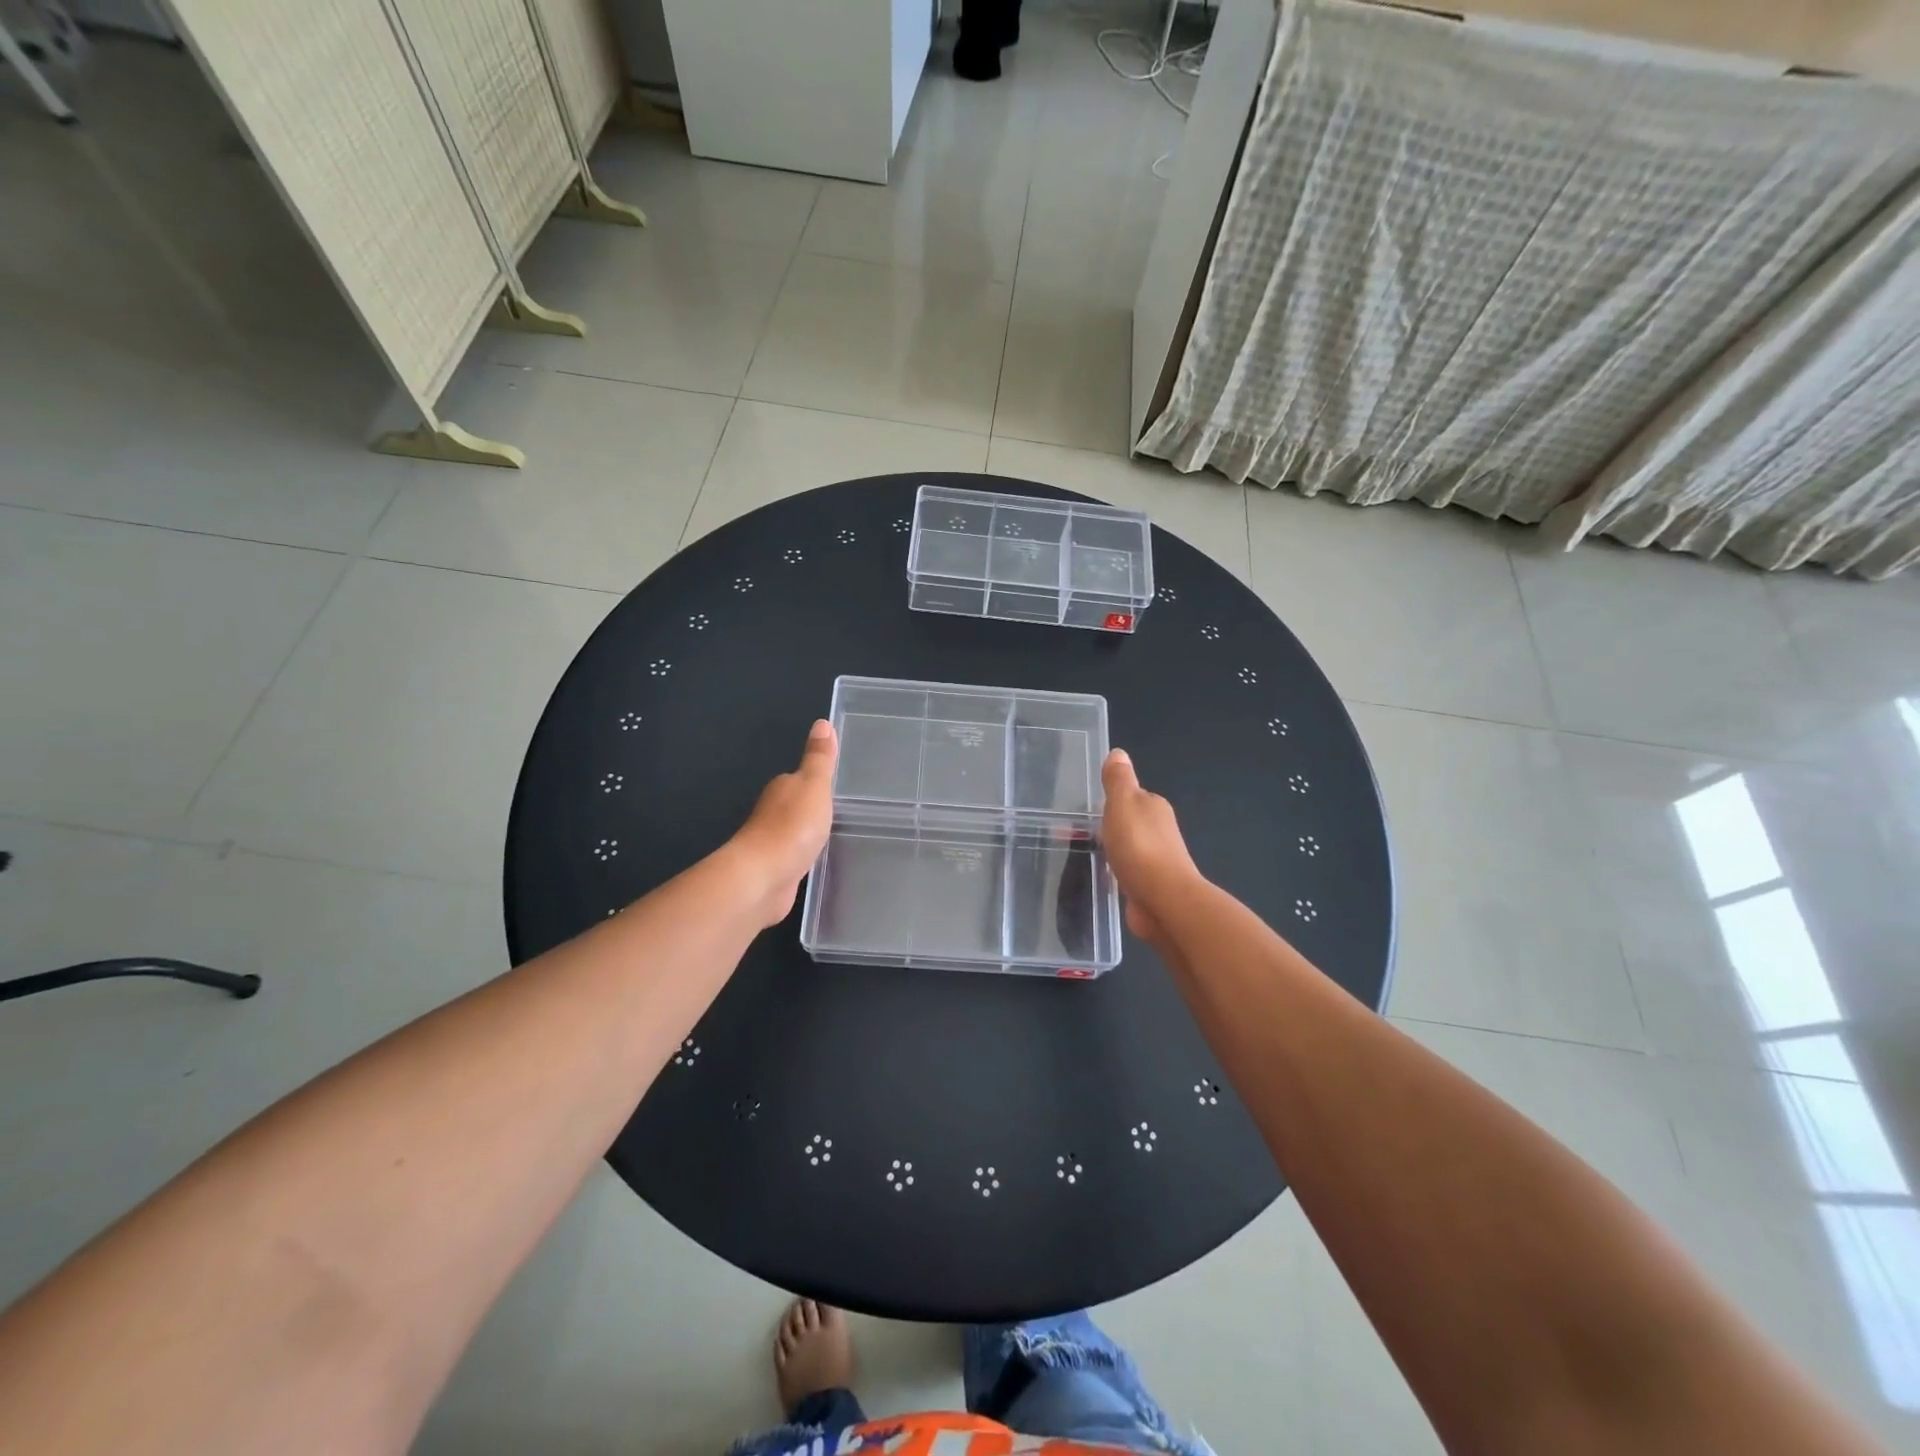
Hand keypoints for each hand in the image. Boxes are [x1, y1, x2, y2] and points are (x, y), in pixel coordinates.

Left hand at [730, 720, 838, 927]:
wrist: (763, 878)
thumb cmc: (792, 826)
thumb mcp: (814, 785)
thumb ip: (820, 758)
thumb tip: (822, 722)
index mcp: (782, 788)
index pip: (801, 779)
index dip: (818, 782)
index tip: (838, 787)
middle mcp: (772, 813)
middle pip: (796, 806)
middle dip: (814, 808)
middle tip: (843, 812)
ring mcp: (772, 843)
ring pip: (795, 833)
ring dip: (808, 834)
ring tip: (835, 836)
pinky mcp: (775, 870)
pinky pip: (795, 857)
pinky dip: (804, 856)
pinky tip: (817, 861)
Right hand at [1100, 748, 1201, 943]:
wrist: (1163, 900)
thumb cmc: (1139, 846)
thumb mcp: (1122, 803)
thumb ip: (1118, 780)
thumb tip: (1118, 752)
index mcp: (1154, 807)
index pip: (1132, 797)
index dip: (1112, 801)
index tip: (1090, 810)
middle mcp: (1160, 831)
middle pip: (1132, 823)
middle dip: (1112, 827)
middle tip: (1083, 832)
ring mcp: (1158, 860)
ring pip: (1131, 849)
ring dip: (1116, 850)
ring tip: (1090, 855)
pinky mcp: (1151, 886)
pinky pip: (1130, 872)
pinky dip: (1119, 872)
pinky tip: (1106, 878)